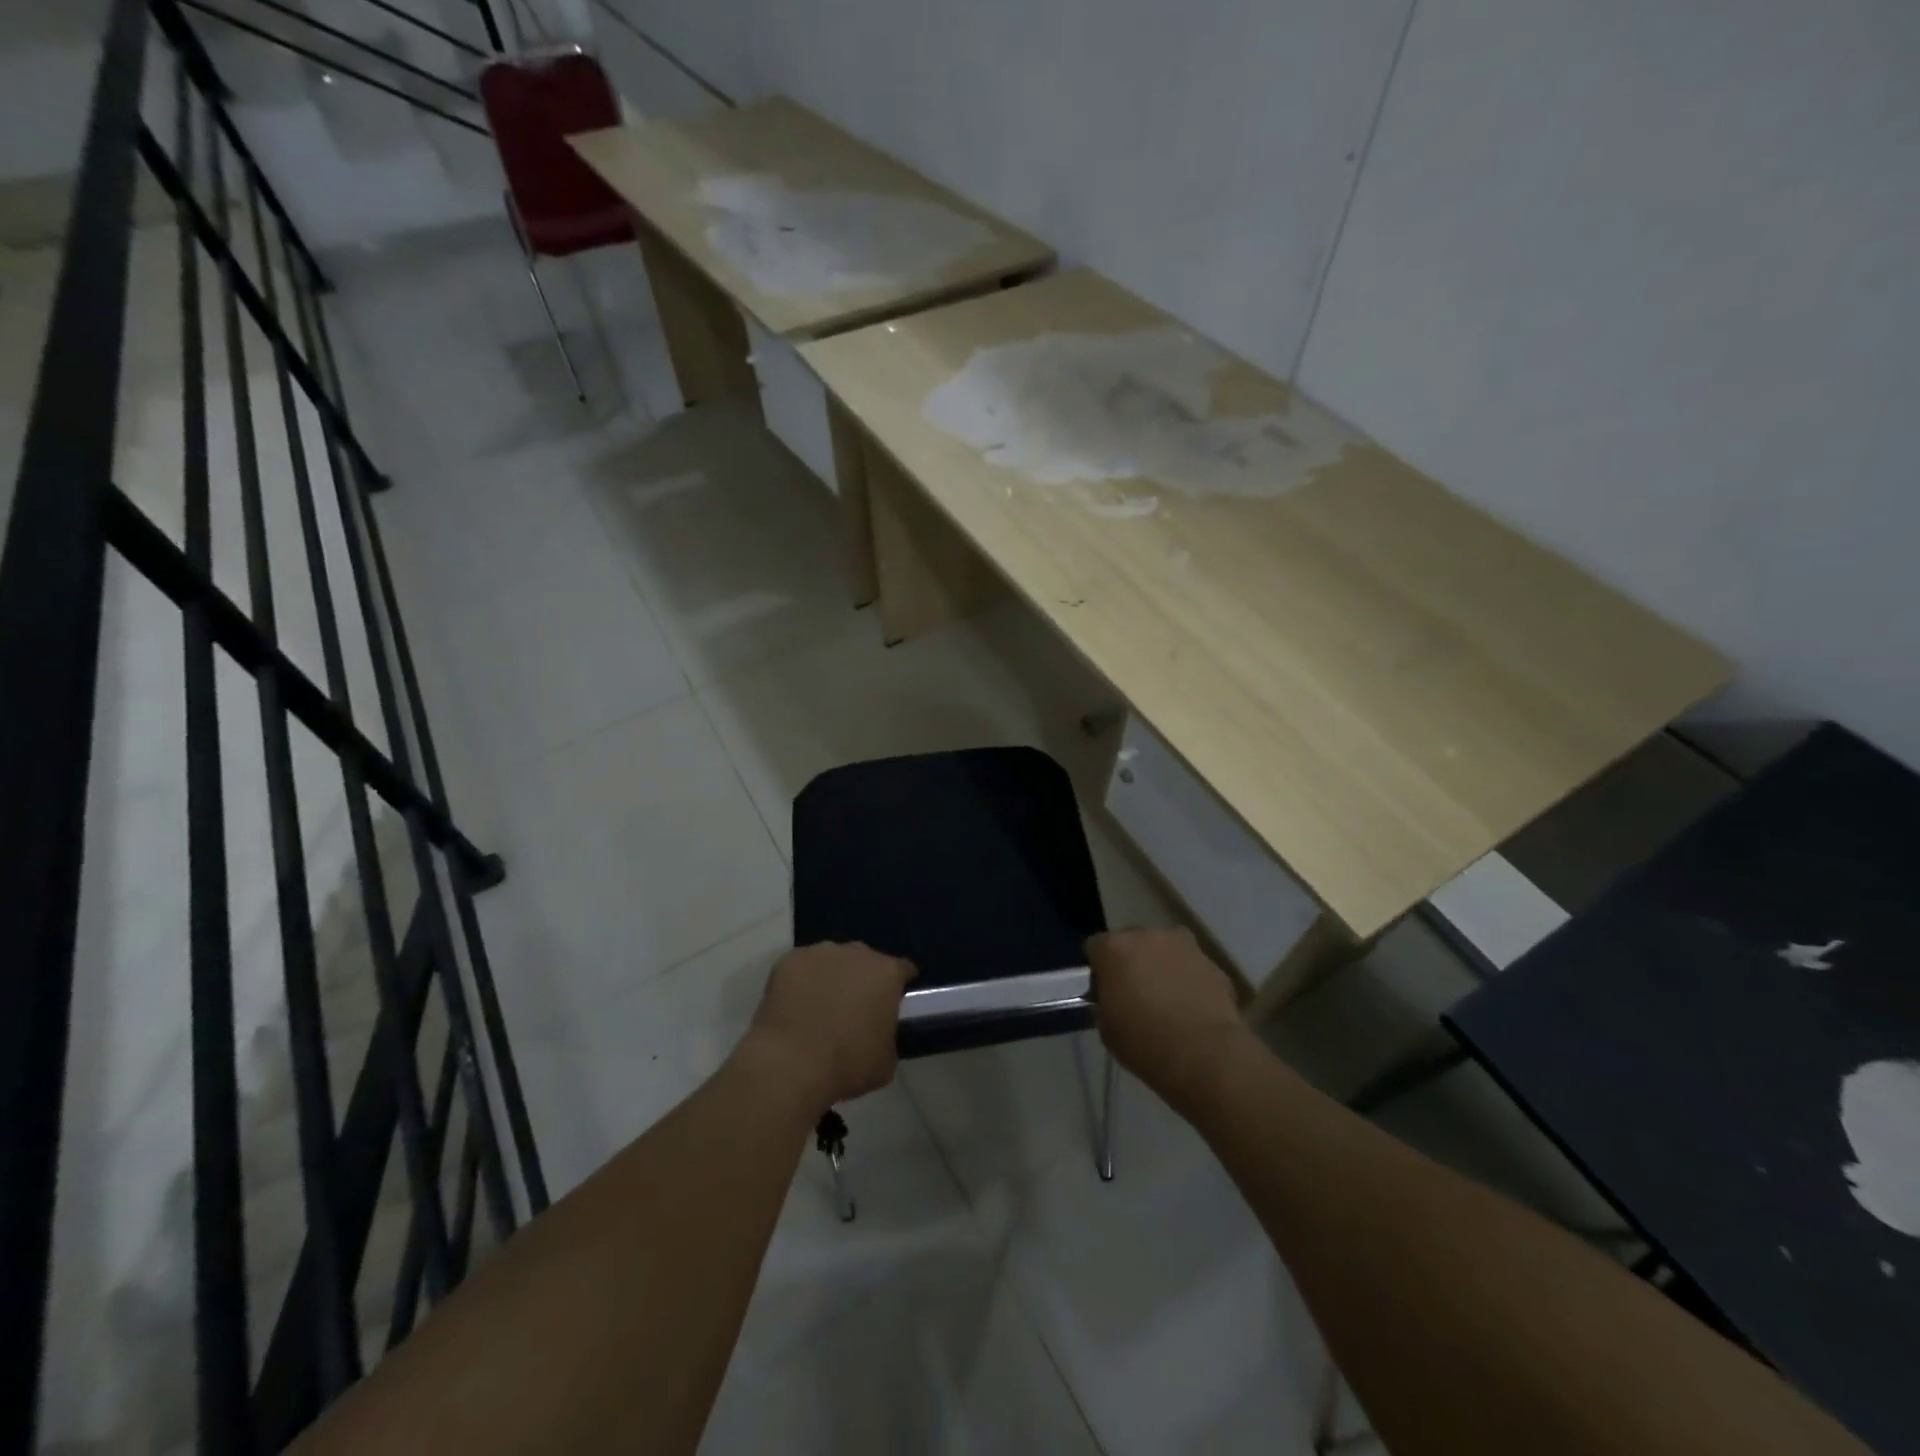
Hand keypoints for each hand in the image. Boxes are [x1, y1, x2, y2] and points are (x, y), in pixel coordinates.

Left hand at [743, 941, 914, 1110]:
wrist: (791, 1063)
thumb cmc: (847, 1063)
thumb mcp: (886, 1061)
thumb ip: (888, 1037)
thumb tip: (879, 1033)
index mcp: (887, 973)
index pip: (903, 969)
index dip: (900, 985)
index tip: (894, 1001)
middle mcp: (857, 953)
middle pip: (866, 960)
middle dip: (863, 979)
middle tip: (854, 1008)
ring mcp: (821, 952)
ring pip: (832, 960)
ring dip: (831, 977)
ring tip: (820, 1006)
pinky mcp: (789, 960)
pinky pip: (801, 967)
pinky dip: (801, 981)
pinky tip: (794, 1004)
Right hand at [1087, 927, 1249, 1112]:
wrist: (1206, 1055)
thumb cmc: (1145, 1043)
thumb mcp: (1106, 1028)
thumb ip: (1104, 1001)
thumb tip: (1111, 996)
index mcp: (1115, 948)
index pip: (1095, 947)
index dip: (1098, 969)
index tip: (1103, 991)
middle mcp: (1148, 935)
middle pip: (1131, 942)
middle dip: (1131, 961)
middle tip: (1134, 993)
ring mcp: (1184, 945)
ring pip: (1164, 950)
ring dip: (1161, 966)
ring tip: (1166, 999)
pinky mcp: (1212, 962)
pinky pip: (1191, 966)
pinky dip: (1188, 979)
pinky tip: (1191, 1007)